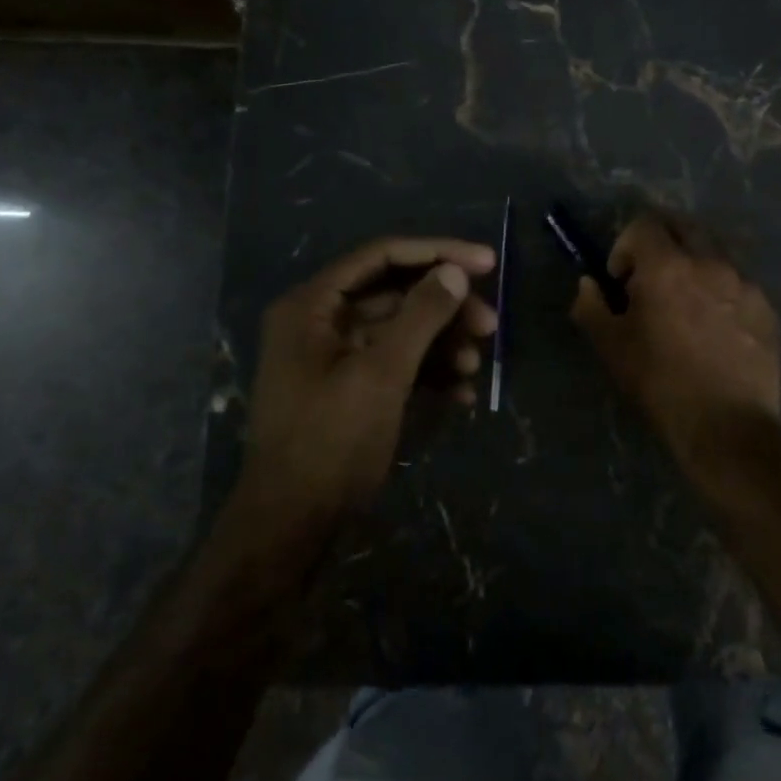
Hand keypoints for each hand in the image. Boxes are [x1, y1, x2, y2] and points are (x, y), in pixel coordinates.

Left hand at [244, 236, 497, 516]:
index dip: (437, 253)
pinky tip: (462, 391)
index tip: (486, 263)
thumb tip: (455, 272)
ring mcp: (334, 356)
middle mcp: (320, 321)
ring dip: (441, 342)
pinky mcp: (349, 387)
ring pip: (399, 329)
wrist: (291, 527)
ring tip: (476, 364)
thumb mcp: (381, 374)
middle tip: (489, 325)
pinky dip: (427, 371)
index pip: (382, 255)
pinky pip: (394, 362)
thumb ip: (421, 315)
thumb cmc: (330, 441)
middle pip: (395, 292)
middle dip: (445, 307)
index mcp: (312, 305)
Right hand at [569, 213, 780, 456]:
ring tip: (687, 308)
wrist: (726, 426)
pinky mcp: (766, 307)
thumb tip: (589, 283)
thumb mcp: (611, 347)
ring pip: (714, 254)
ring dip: (694, 266)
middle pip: (683, 226)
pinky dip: (721, 292)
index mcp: (667, 266)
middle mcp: (710, 262)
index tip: (623, 281)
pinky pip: (738, 283)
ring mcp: (744, 283)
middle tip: (652, 281)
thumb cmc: (660, 383)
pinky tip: (716, 331)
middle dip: (662, 244)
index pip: (644, 223)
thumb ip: (591, 305)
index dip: (625, 246)